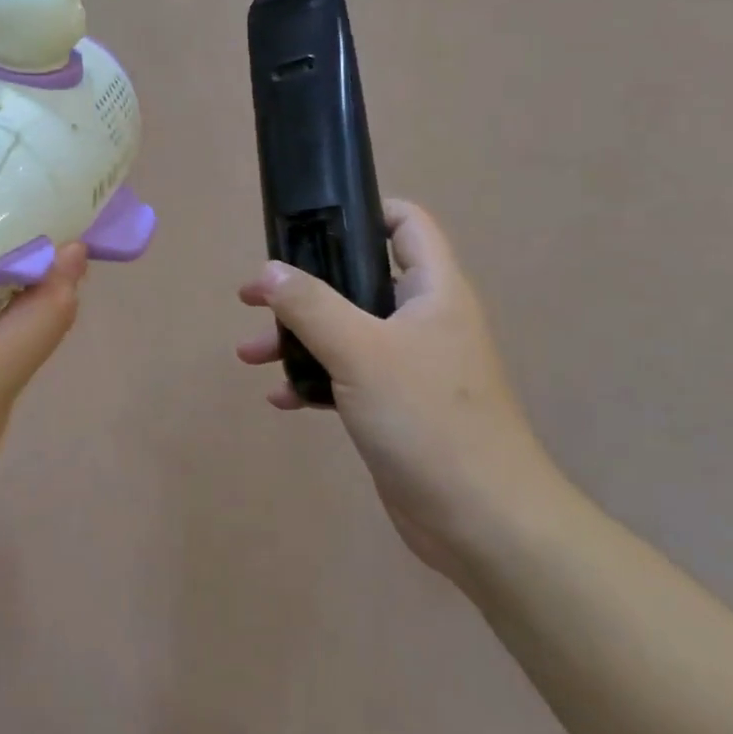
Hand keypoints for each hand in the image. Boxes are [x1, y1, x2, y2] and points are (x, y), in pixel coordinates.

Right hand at [236, 199, 566, 588]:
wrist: (483, 522)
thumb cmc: (428, 419)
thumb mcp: (361, 351)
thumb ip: (310, 305)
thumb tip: (268, 271)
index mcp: (432, 290)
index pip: (405, 224)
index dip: (362, 211)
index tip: (307, 224)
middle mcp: (424, 319)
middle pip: (359, 279)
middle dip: (304, 286)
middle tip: (254, 295)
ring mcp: (411, 365)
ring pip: (346, 332)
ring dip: (298, 337)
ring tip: (249, 354)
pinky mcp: (397, 407)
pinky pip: (347, 377)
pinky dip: (313, 380)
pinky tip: (281, 398)